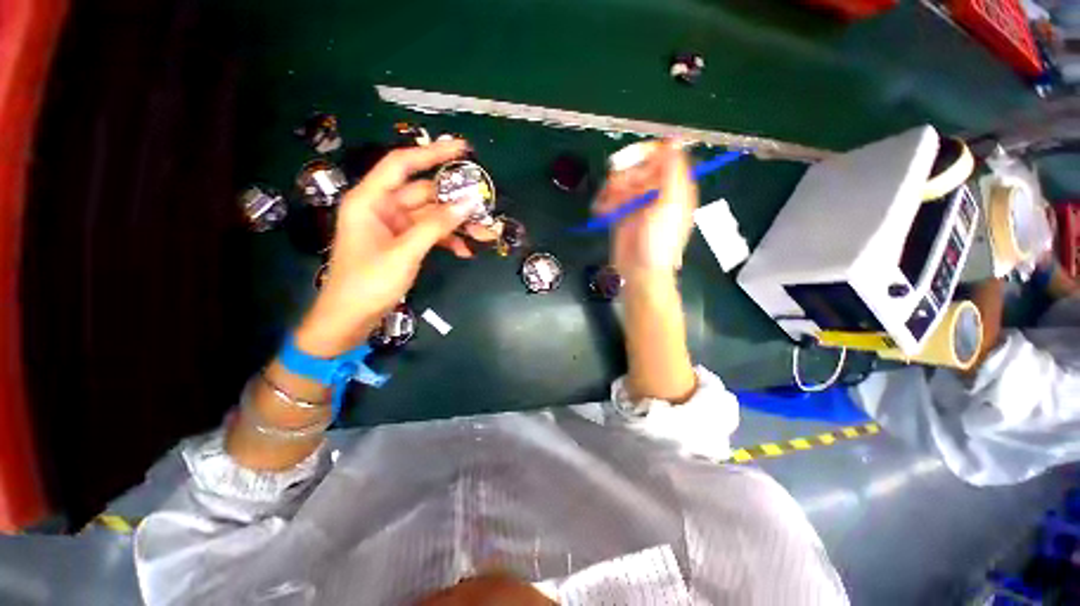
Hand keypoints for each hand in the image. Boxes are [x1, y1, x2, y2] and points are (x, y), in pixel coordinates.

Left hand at [295, 140, 474, 356]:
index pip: (402, 164)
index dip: (431, 153)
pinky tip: (465, 252)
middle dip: (454, 202)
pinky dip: (447, 241)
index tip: (462, 149)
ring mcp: (393, 227)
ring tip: (484, 235)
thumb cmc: (368, 283)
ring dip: (456, 225)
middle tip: (484, 206)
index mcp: (371, 200)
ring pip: (431, 216)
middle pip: (424, 194)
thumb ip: (436, 226)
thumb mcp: (404, 252)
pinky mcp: (402, 244)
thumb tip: (468, 202)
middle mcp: (382, 208)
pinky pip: (429, 234)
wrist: (349, 319)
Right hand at [593, 141, 696, 279]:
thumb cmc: (659, 242)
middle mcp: (656, 191)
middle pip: (638, 167)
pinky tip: (601, 211)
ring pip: (621, 181)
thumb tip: (673, 140)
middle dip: (624, 176)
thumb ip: (672, 172)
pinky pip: (610, 198)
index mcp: (675, 187)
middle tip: (616, 189)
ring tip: (607, 206)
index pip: (663, 156)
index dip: (645, 153)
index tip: (628, 160)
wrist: (640, 272)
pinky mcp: (621, 213)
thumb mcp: (670, 206)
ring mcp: (637, 203)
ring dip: (610, 190)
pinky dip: (604, 202)